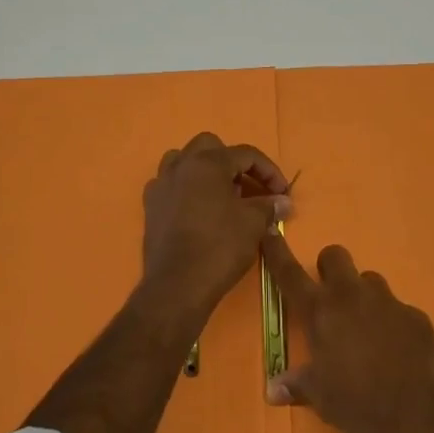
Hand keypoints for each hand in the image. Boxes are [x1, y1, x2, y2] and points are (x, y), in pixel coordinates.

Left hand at [141, 133, 291, 313]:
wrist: (178, 285)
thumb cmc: (220, 247)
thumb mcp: (253, 224)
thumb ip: (269, 206)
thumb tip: (283, 201)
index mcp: (208, 162)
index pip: (246, 154)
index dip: (269, 170)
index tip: (282, 192)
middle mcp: (181, 165)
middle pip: (211, 147)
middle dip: (233, 162)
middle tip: (248, 188)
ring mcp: (161, 184)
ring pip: (184, 161)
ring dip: (205, 171)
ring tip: (221, 194)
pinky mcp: (150, 206)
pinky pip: (170, 185)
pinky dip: (185, 189)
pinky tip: (197, 210)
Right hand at [263, 236, 433, 432]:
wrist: (422, 414)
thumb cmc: (359, 403)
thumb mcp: (322, 399)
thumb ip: (297, 385)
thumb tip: (272, 390)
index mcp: (320, 312)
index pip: (290, 273)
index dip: (278, 251)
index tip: (271, 233)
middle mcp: (351, 296)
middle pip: (335, 256)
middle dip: (329, 268)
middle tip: (329, 296)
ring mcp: (387, 302)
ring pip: (370, 280)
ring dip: (363, 296)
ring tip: (367, 329)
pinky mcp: (416, 315)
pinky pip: (399, 309)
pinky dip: (393, 323)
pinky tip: (398, 351)